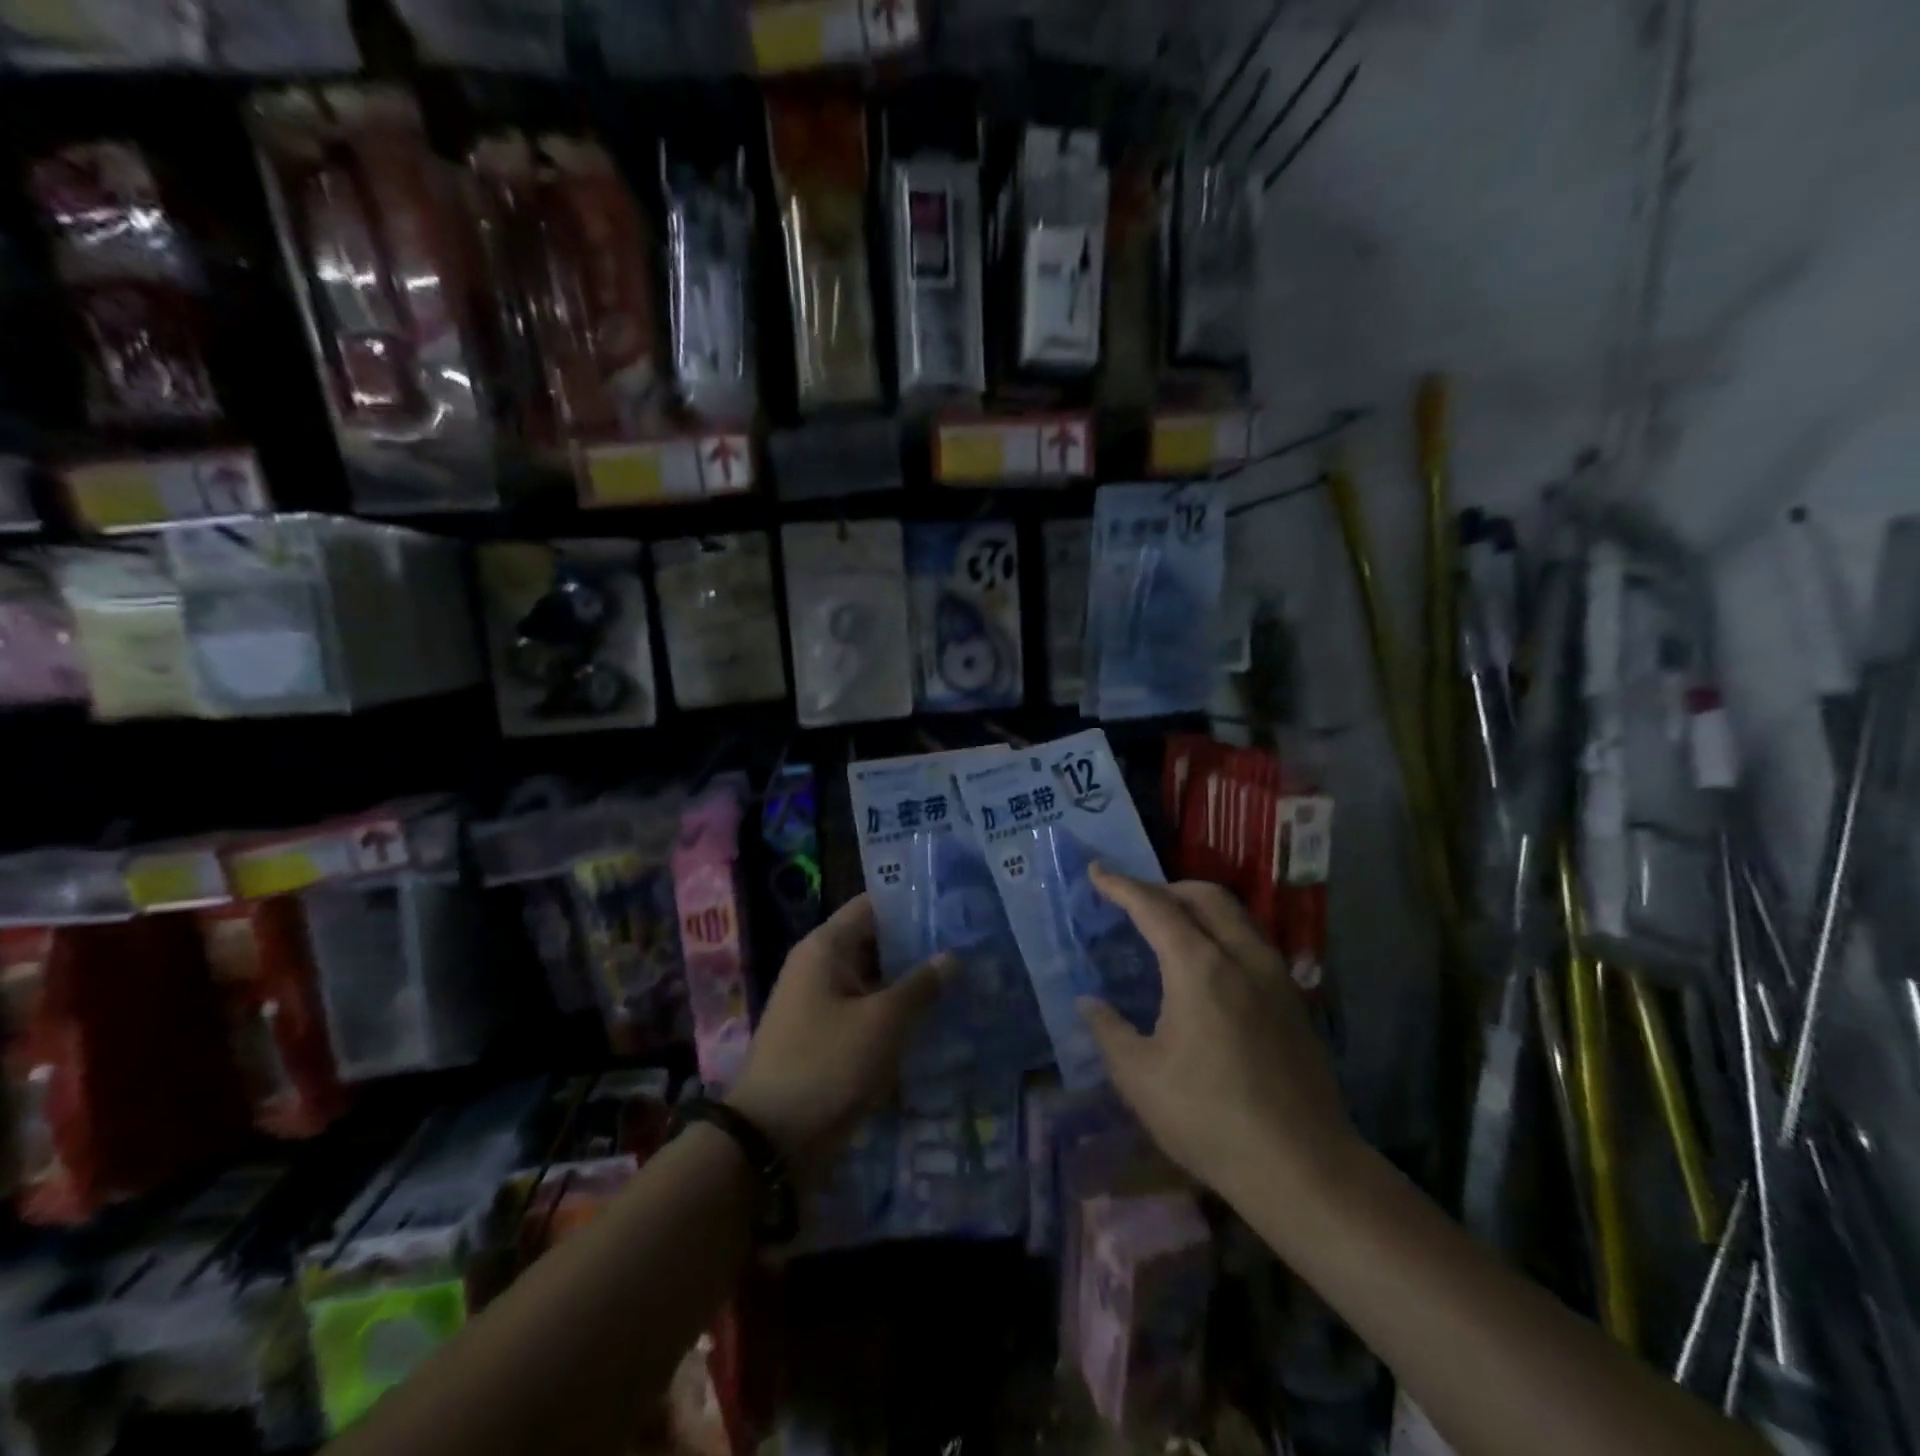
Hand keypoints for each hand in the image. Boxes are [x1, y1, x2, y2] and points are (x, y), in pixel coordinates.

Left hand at [726, 895, 950, 1178]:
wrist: (772, 1141)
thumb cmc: (827, 1065)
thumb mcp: (882, 1022)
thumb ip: (921, 986)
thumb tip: (953, 957)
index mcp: (826, 947)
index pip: (874, 905)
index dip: (914, 903)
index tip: (956, 907)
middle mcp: (822, 967)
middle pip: (878, 943)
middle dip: (922, 948)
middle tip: (973, 947)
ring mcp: (824, 1004)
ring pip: (877, 981)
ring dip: (914, 985)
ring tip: (967, 981)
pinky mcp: (830, 1038)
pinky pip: (870, 1014)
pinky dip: (899, 1016)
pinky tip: (939, 1022)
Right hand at [1078, 867, 1358, 1208]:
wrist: (1303, 1167)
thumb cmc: (1210, 1119)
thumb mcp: (1140, 1078)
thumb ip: (1109, 1030)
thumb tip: (1090, 1002)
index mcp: (1200, 968)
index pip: (1154, 908)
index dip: (1121, 886)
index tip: (1096, 871)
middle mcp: (1242, 957)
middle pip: (1205, 896)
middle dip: (1165, 888)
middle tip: (1134, 901)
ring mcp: (1275, 977)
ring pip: (1235, 915)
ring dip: (1198, 907)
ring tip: (1169, 926)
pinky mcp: (1293, 1000)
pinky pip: (1251, 941)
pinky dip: (1221, 932)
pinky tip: (1207, 966)